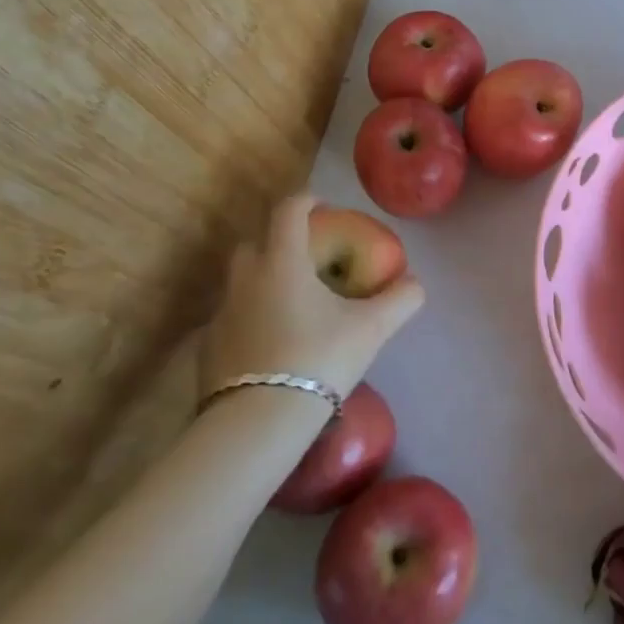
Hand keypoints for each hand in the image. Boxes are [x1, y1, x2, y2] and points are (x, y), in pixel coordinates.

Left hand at [200, 195, 423, 403]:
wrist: (258, 423)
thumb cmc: (319, 359)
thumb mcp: (372, 328)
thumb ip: (400, 299)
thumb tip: (415, 282)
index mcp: (282, 262)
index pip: (288, 211)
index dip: (306, 200)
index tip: (322, 205)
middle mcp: (245, 279)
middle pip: (255, 243)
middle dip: (278, 241)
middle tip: (307, 258)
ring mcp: (221, 314)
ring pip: (239, 282)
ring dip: (262, 280)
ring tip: (290, 302)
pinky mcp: (208, 348)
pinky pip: (230, 318)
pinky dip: (249, 317)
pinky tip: (270, 341)